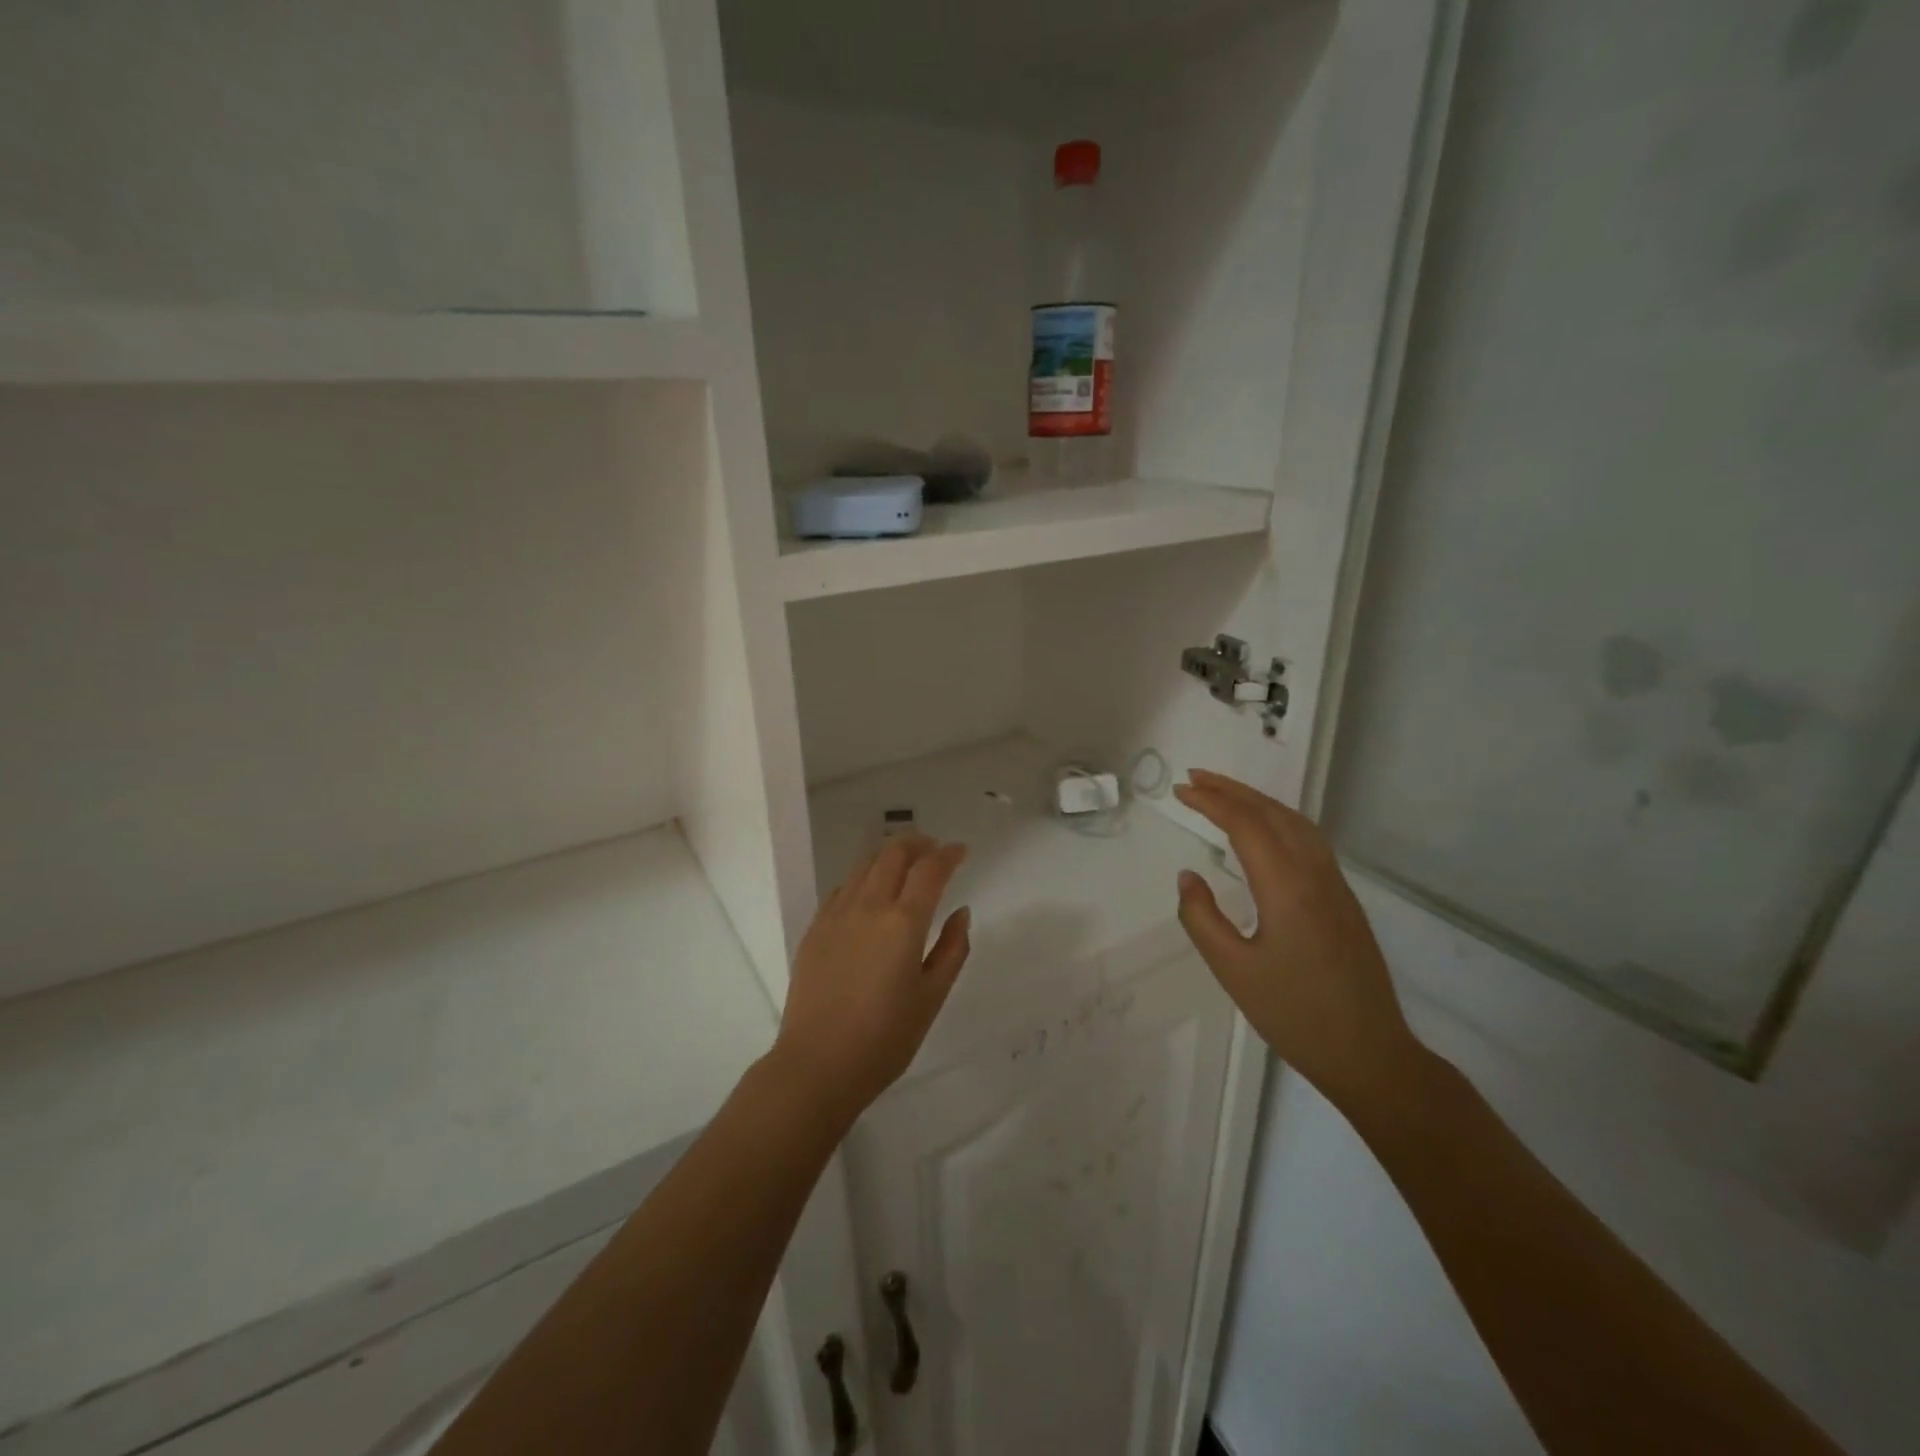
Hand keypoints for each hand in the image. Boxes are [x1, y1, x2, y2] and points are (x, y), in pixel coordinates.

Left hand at [770, 835, 970, 1128]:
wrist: (817, 1064)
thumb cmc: (885, 1038)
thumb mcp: (931, 998)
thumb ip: (952, 949)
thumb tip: (961, 912)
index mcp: (904, 922)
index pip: (930, 870)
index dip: (949, 854)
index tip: (961, 851)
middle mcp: (869, 906)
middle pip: (893, 854)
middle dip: (917, 844)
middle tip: (933, 851)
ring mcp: (837, 914)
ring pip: (865, 865)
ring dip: (889, 857)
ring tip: (904, 867)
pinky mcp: (815, 928)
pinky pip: (843, 887)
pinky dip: (864, 879)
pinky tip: (870, 895)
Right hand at [1173, 769, 1422, 1118]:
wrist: (1369, 1054)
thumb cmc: (1294, 1015)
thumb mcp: (1233, 970)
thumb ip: (1202, 918)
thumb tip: (1188, 877)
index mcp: (1287, 888)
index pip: (1246, 825)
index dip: (1211, 802)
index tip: (1180, 791)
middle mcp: (1316, 875)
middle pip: (1273, 813)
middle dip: (1232, 790)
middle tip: (1195, 778)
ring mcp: (1336, 885)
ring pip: (1296, 823)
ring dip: (1258, 801)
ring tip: (1223, 794)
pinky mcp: (1344, 899)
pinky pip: (1309, 840)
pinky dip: (1279, 819)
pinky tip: (1264, 829)